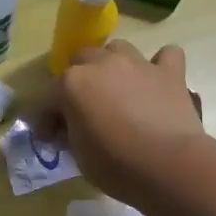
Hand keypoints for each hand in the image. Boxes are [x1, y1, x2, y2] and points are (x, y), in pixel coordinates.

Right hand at [46, 41, 206, 205]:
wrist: (169, 166)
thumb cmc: (116, 166)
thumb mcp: (78, 156)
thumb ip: (70, 134)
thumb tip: (71, 129)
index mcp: (71, 85)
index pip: (47, 97)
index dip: (45, 119)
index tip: (49, 140)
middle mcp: (102, 64)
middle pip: (80, 61)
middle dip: (76, 83)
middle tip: (81, 110)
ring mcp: (138, 64)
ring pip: (117, 48)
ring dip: (111, 65)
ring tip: (115, 89)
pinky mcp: (170, 73)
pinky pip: (165, 56)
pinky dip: (158, 66)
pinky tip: (155, 82)